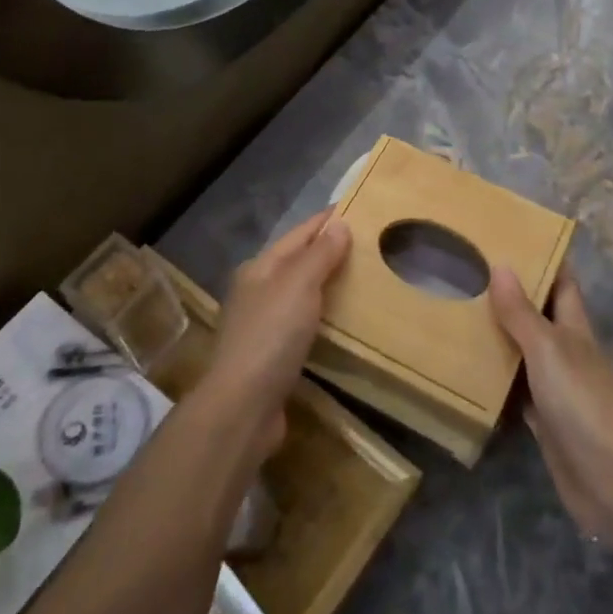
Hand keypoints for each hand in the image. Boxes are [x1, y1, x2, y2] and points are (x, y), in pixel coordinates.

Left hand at [200, 209, 351, 456]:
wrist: (242, 407)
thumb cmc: (271, 335)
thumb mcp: (299, 285)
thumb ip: (320, 254)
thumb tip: (340, 224)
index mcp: (260, 267)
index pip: (300, 233)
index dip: (327, 220)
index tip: (358, 207)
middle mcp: (258, 290)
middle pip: (299, 261)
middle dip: (329, 250)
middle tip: (370, 243)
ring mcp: (263, 324)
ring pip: (301, 293)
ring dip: (328, 284)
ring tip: (364, 278)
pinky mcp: (272, 355)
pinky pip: (304, 323)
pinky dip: (324, 315)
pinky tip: (343, 320)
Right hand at [490, 264, 612, 546]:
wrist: (612, 480)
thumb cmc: (583, 402)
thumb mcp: (549, 349)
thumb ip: (522, 312)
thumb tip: (502, 264)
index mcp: (574, 327)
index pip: (561, 282)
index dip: (542, 259)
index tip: (510, 237)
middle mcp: (566, 351)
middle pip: (538, 315)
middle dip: (510, 295)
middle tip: (468, 272)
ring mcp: (556, 387)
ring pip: (523, 352)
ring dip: (498, 336)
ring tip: (458, 312)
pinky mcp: (544, 421)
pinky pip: (515, 391)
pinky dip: (496, 379)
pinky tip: (468, 370)